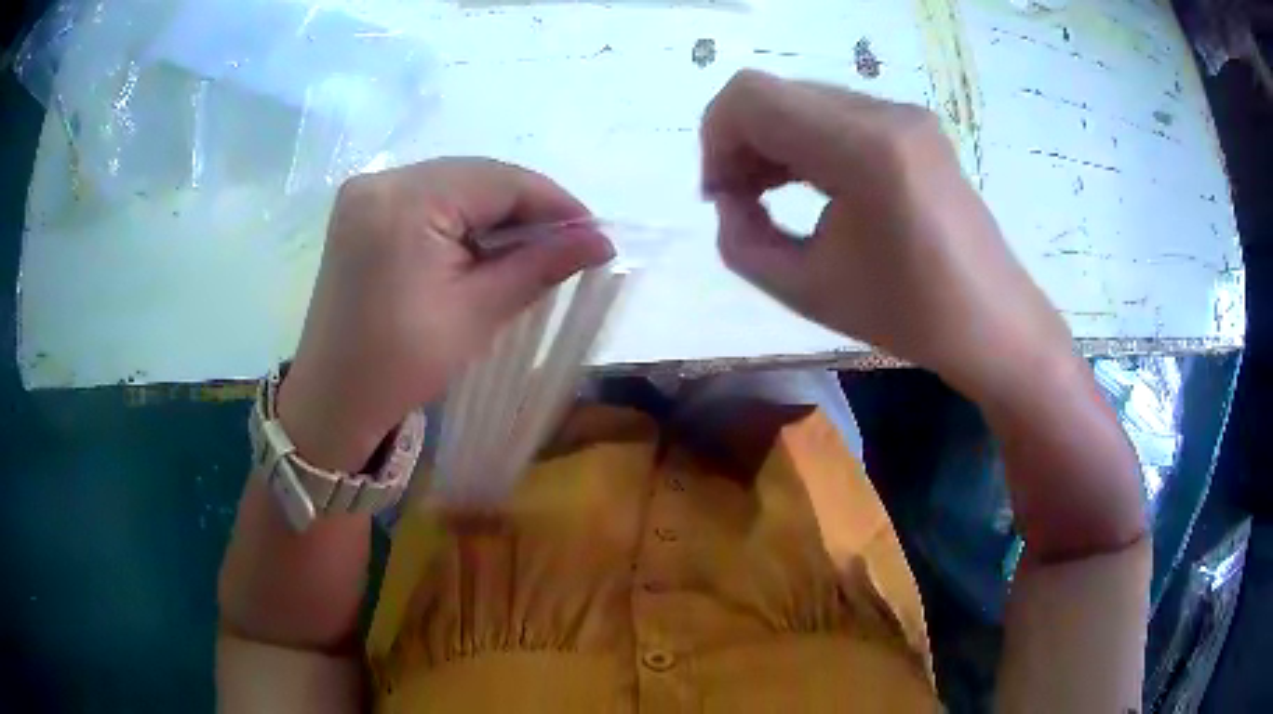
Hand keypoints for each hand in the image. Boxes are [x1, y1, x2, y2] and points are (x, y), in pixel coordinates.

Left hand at [277, 158, 612, 471]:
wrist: (334, 398)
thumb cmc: (403, 364)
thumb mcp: (478, 312)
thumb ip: (540, 265)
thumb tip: (600, 241)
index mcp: (406, 200)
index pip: (499, 180)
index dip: (554, 202)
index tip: (594, 233)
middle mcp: (382, 178)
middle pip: (475, 176)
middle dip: (526, 207)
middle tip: (568, 242)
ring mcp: (366, 192)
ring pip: (452, 184)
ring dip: (495, 211)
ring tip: (533, 246)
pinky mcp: (360, 210)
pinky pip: (426, 198)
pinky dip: (461, 217)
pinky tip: (484, 244)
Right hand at [701, 70, 1072, 395]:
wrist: (994, 323)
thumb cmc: (909, 316)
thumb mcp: (806, 291)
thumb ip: (742, 243)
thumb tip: (729, 201)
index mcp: (863, 149)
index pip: (751, 97)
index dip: (715, 139)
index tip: (721, 196)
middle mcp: (886, 112)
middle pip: (775, 93)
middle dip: (740, 142)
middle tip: (739, 203)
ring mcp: (905, 114)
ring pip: (804, 100)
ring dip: (771, 141)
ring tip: (768, 197)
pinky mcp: (915, 126)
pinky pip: (837, 114)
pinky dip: (806, 141)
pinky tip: (808, 184)